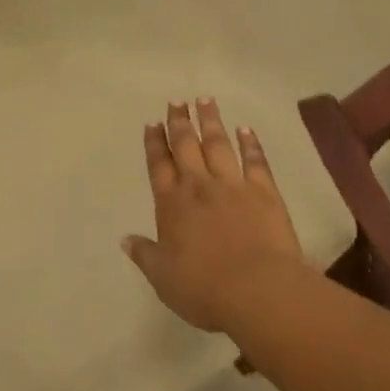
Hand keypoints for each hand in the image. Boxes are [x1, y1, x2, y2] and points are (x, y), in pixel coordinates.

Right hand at [123, 100, 309, 331]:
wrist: (257, 290)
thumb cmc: (203, 288)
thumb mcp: (163, 277)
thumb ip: (145, 255)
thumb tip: (126, 239)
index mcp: (171, 203)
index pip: (158, 165)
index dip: (154, 143)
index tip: (152, 123)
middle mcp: (198, 186)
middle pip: (186, 145)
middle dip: (179, 122)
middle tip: (176, 102)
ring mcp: (233, 185)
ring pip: (218, 144)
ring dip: (211, 121)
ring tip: (205, 100)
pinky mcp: (264, 192)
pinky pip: (255, 161)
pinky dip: (250, 143)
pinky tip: (246, 129)